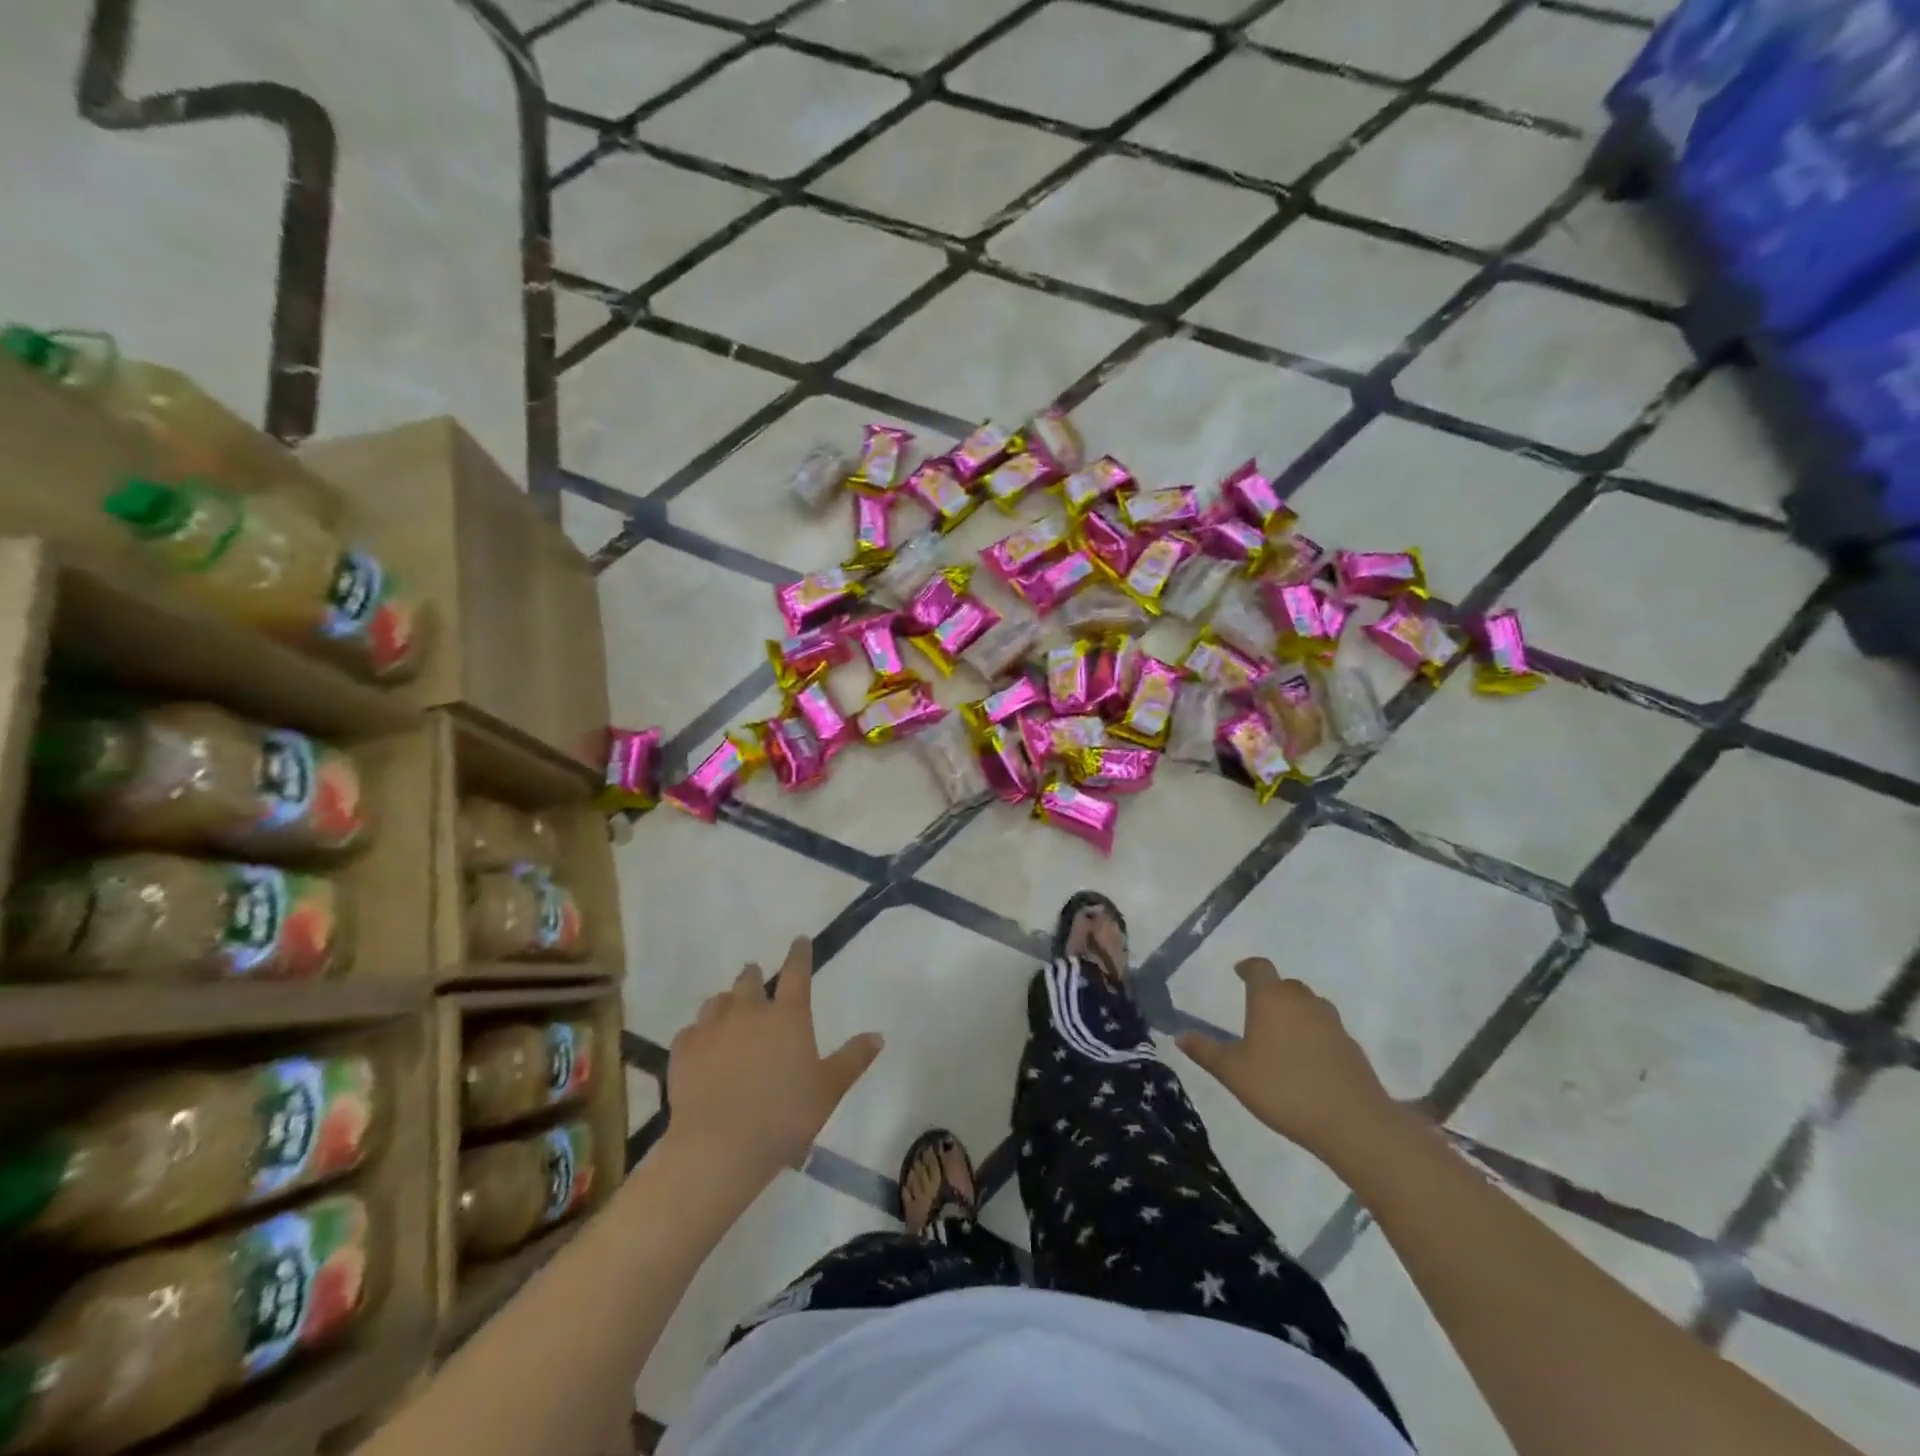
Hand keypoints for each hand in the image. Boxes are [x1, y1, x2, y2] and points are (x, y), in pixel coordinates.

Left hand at [665, 937, 882, 1184]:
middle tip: (757, 977)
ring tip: (728, 1010)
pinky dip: (699, 1033)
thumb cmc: (785, 1116)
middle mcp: (749, 1012)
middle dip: (754, 976)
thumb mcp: (829, 1089)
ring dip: (726, 1001)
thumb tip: (878, 1035)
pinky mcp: (683, 1052)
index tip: (799, 941)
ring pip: (717, 1001)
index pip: (796, 972)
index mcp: (788, 1016)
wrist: (720, 1148)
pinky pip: (691, 1031)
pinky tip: (701, 1045)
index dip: (799, 954)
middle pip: (750, 981)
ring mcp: (712, 1029)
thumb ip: (853, 1059)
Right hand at [1176, 959, 1397, 1163]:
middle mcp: (1303, 1002)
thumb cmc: (1283, 1089)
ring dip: (1295, 1012)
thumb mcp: (1234, 1073)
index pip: (1260, 967)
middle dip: (1271, 992)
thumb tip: (1180, 1035)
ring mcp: (1332, 1023)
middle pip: (1286, 985)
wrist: (1352, 1123)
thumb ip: (1205, 1051)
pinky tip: (1308, 1061)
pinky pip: (1327, 1030)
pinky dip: (1315, 1036)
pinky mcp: (1352, 1047)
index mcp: (1271, 999)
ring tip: (1282, 1036)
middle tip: (1257, 1011)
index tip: (1239, 973)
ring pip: (1310, 1006)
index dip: (1248, 967)